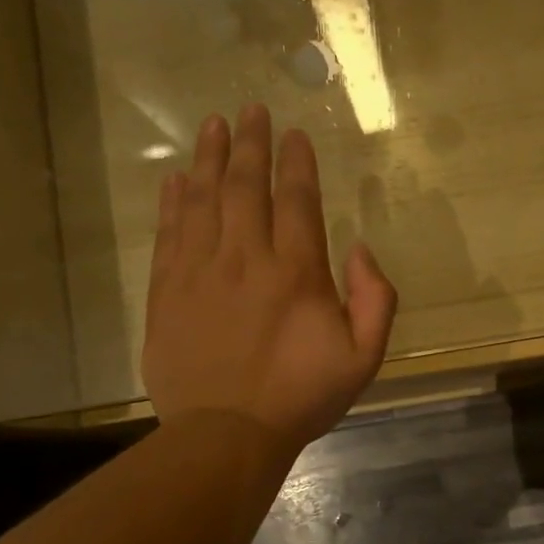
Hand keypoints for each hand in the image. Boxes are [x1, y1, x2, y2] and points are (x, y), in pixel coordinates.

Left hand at [144, 104, 397, 457]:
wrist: (226, 433)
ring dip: (209, 158)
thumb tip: (359, 250)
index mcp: (296, 272)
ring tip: (213, 126)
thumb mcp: (363, 358)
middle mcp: (246, 258)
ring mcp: (201, 271)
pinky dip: (173, 201)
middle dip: (250, 144)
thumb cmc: (300, 397)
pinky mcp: (168, 290)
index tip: (294, 134)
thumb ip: (375, 300)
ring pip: (203, 199)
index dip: (296, 163)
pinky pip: (170, 232)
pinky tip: (176, 179)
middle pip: (245, 186)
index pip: (296, 200)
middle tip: (250, 110)